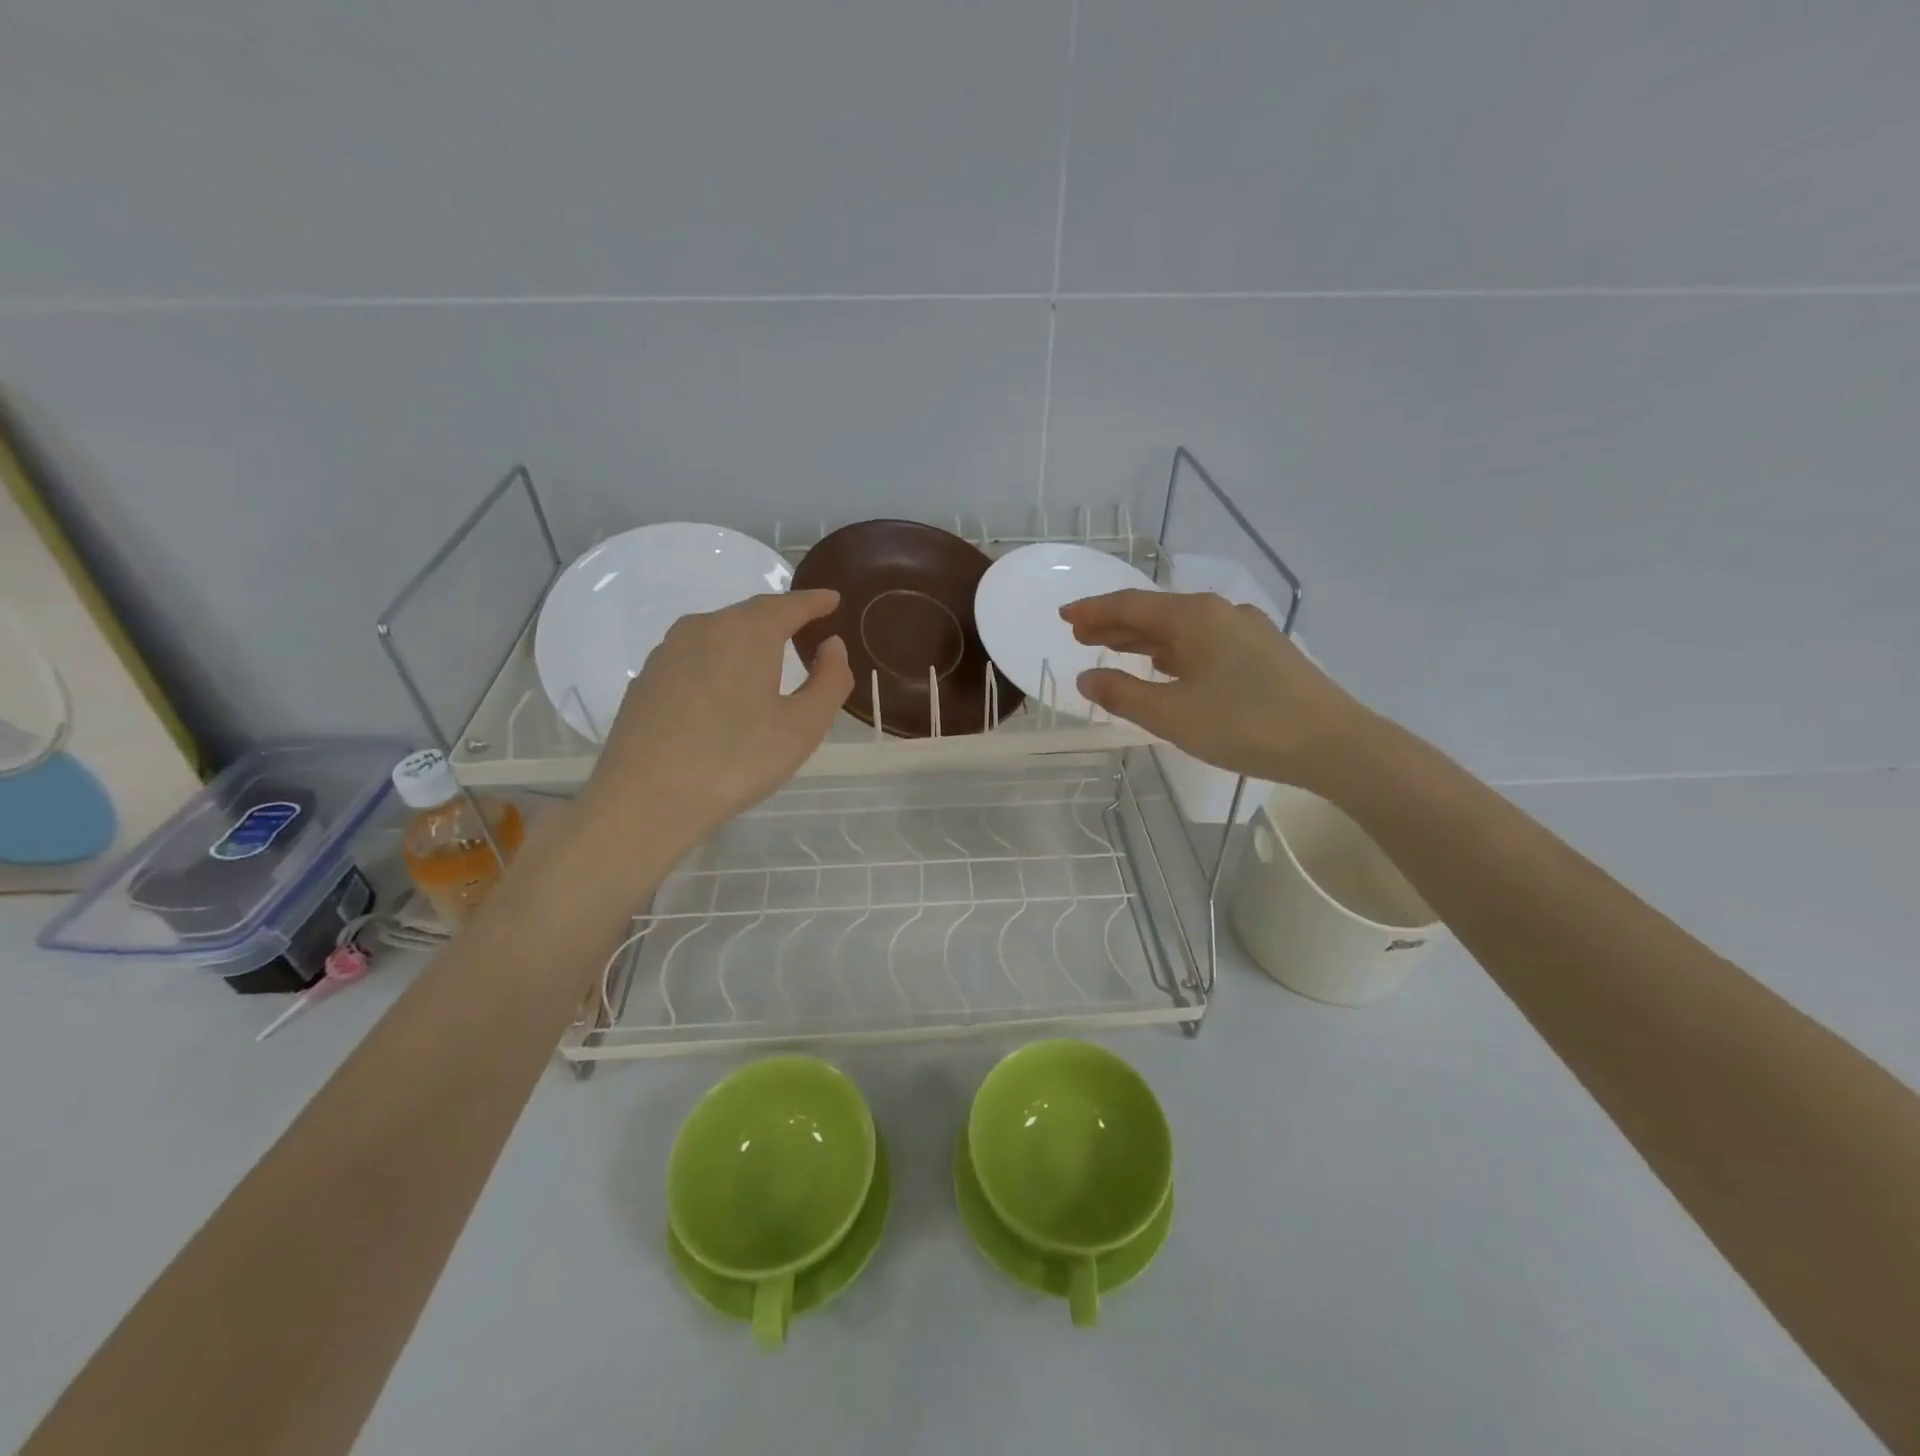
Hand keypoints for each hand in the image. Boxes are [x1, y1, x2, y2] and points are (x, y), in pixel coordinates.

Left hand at [582, 590, 853, 838]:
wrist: (646, 800)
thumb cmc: (737, 760)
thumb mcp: (803, 726)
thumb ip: (829, 680)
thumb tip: (832, 646)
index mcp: (746, 632)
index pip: (788, 604)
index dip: (815, 602)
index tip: (833, 600)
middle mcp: (704, 628)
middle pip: (750, 615)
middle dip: (781, 620)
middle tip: (805, 634)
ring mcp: (667, 652)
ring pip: (718, 635)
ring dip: (747, 642)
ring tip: (766, 663)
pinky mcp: (646, 680)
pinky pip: (694, 659)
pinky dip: (718, 664)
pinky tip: (723, 694)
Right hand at [1060, 590, 1369, 787]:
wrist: (1332, 743)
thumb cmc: (1243, 724)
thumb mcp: (1171, 714)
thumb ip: (1122, 694)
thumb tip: (1086, 677)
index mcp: (1194, 617)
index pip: (1130, 605)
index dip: (1093, 611)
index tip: (1064, 616)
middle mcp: (1220, 613)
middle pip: (1155, 613)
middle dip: (1115, 624)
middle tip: (1080, 635)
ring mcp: (1246, 631)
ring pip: (1181, 628)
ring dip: (1143, 638)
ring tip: (1112, 648)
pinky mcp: (1263, 654)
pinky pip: (1204, 642)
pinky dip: (1173, 651)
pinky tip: (1166, 665)